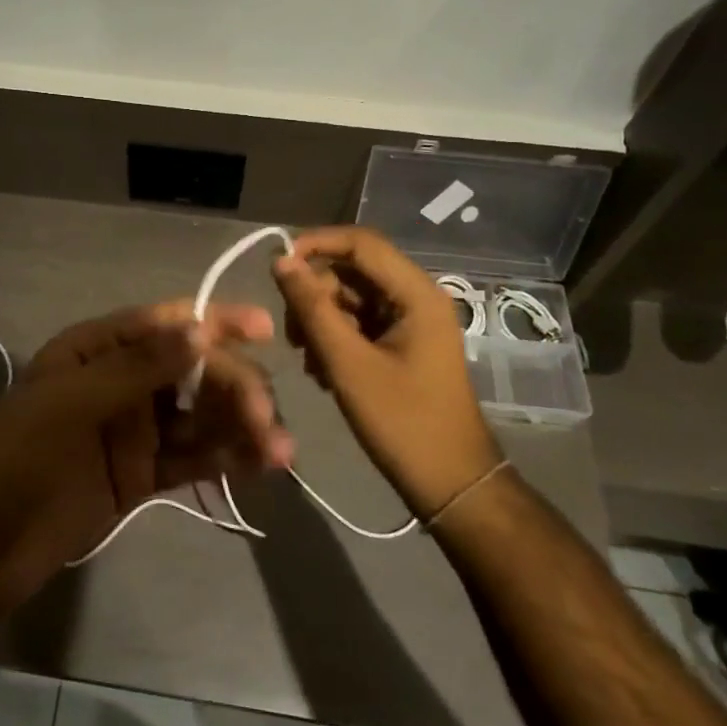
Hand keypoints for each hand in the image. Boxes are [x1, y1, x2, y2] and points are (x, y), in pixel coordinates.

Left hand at [0, 300, 288, 612]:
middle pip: (193, 371)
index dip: (214, 322)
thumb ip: (137, 368)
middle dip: (234, 389)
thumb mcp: (70, 403)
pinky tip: (260, 467)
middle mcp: (120, 381)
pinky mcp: (141, 476)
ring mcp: (133, 430)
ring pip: (200, 417)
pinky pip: (192, 459)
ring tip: (279, 454)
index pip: (165, 324)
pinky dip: (226, 460)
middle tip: (265, 424)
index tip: (262, 330)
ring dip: (241, 427)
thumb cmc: (14, 459)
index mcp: (96, 349)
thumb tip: (199, 329)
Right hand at [272, 227, 499, 518]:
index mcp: (416, 294)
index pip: (360, 242)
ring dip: (321, 320)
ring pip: (350, 297)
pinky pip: (358, 322)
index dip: (315, 245)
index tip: (276, 268)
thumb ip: (312, 308)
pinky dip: (335, 338)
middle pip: (352, 270)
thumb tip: (281, 261)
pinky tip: (322, 371)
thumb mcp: (348, 364)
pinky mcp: (401, 343)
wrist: (450, 483)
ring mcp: (410, 321)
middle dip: (315, 293)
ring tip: (308, 360)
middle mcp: (416, 297)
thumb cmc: (403, 422)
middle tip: (292, 335)